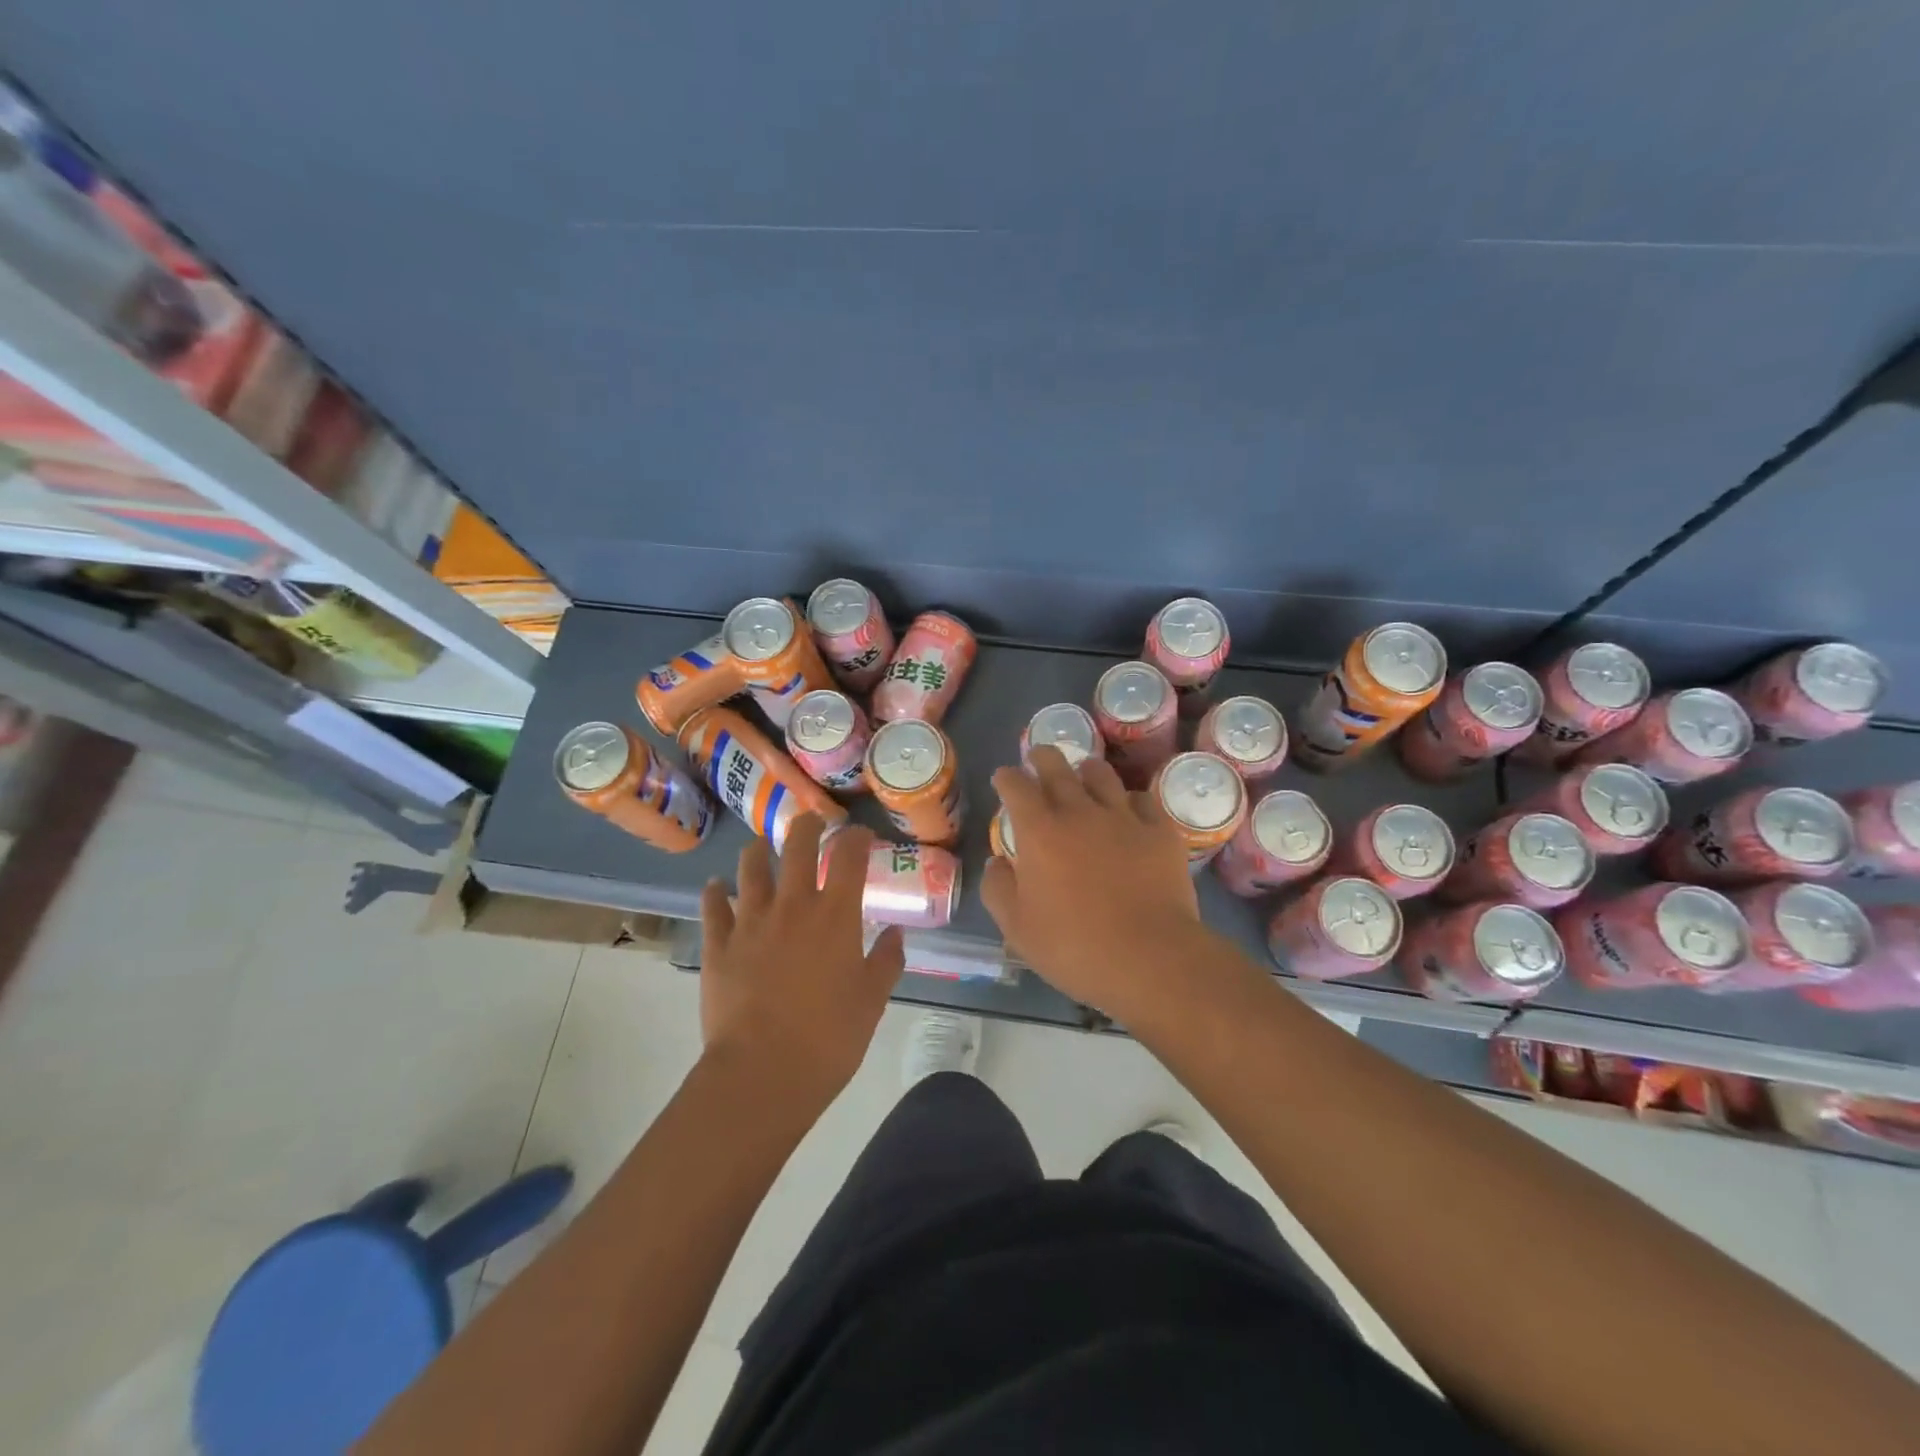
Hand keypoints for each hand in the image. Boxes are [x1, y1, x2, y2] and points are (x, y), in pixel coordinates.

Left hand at [699, 816, 904, 1107]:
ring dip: (758, 851)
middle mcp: (793, 905)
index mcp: (836, 915)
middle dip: (806, 826)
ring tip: (760, 845)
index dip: (856, 837)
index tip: (861, 834)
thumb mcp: (872, 1000)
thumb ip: (886, 961)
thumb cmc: (830, 1037)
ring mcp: (751, 922)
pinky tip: (715, 886)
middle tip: (811, 821)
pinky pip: (713, 908)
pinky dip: (714, 893)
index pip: (849, 856)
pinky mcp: (719, 945)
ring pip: (751, 869)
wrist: (763, 1073)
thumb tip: (895, 933)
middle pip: (797, 847)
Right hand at [981, 747, 1206, 1023]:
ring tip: (1084, 774)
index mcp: (1039, 831)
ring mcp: (1123, 817)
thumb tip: (997, 862)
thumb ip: (998, 889)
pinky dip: (1130, 800)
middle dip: (1043, 756)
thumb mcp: (1016, 929)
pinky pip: (1143, 799)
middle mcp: (1079, 811)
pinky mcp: (1160, 830)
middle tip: (1039, 757)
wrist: (1149, 958)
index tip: (1003, 778)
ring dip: (1086, 770)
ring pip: (1102, 774)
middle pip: (1057, 766)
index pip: (1016, 786)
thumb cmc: (1073, 947)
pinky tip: (1129, 810)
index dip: (1006, 777)